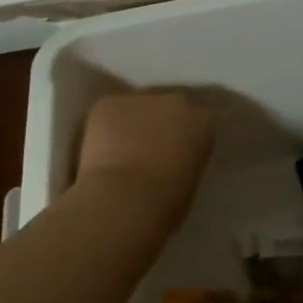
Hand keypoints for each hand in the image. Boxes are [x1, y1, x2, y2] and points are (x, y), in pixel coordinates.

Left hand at [76, 89, 213, 227]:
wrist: (125, 200)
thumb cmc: (166, 204)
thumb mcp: (190, 181)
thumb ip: (184, 161)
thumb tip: (170, 162)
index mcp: (204, 123)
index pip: (198, 123)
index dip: (184, 139)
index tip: (175, 155)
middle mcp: (176, 102)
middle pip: (168, 108)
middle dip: (160, 124)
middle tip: (147, 151)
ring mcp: (141, 99)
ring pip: (136, 109)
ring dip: (131, 124)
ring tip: (119, 151)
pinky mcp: (109, 103)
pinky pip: (109, 112)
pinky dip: (104, 127)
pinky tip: (98, 149)